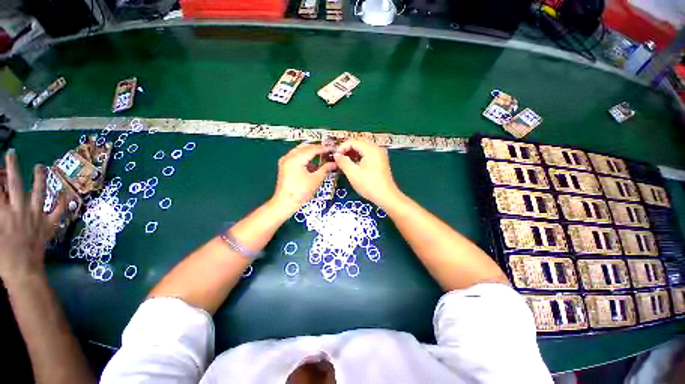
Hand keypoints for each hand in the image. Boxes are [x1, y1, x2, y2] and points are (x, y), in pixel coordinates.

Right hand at [0, 150, 63, 279]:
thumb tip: (1, 203)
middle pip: (15, 184)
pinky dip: (62, 201)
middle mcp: (20, 210)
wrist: (23, 271)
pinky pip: (59, 211)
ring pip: (39, 192)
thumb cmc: (3, 256)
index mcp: (3, 213)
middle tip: (12, 153)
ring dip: (39, 178)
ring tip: (40, 166)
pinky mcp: (48, 225)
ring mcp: (36, 216)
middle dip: (12, 167)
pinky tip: (64, 192)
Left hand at [272, 143, 336, 213]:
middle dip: (316, 148)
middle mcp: (288, 157)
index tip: (331, 149)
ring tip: (321, 154)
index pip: (312, 149)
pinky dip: (304, 156)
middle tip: (327, 150)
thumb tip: (333, 164)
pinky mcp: (285, 166)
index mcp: (295, 159)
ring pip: (299, 150)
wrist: (285, 202)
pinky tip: (312, 161)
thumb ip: (325, 169)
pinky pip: (296, 156)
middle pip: (305, 147)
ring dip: (310, 151)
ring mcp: (285, 161)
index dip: (323, 149)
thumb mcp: (315, 180)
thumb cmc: (300, 193)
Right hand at [333, 139, 399, 206]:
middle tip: (339, 158)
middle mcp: (377, 148)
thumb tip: (336, 155)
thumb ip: (343, 162)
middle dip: (347, 148)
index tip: (335, 156)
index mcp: (371, 149)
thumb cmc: (369, 185)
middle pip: (359, 142)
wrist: (386, 196)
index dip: (342, 147)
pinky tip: (354, 164)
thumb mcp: (353, 173)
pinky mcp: (381, 161)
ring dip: (353, 152)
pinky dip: (360, 156)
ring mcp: (380, 154)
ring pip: (364, 148)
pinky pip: (368, 153)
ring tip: (344, 161)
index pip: (353, 141)